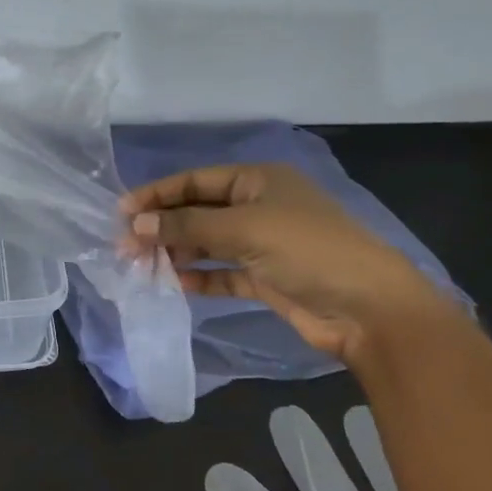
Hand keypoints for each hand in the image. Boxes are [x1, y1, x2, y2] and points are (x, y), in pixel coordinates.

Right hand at [119, 163, 448, 364]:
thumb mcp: (244, 229)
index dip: (158, 194)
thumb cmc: (307, 250)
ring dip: (176, 252)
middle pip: (198, 211)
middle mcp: (258, 207)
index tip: (122, 211)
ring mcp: (263, 244)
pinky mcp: (266, 278)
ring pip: (207, 243)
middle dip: (163, 226)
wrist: (370, 310)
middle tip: (125, 245)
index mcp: (258, 180)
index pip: (195, 181)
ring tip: (141, 266)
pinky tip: (174, 282)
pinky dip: (199, 277)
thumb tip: (135, 224)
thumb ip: (187, 226)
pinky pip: (222, 273)